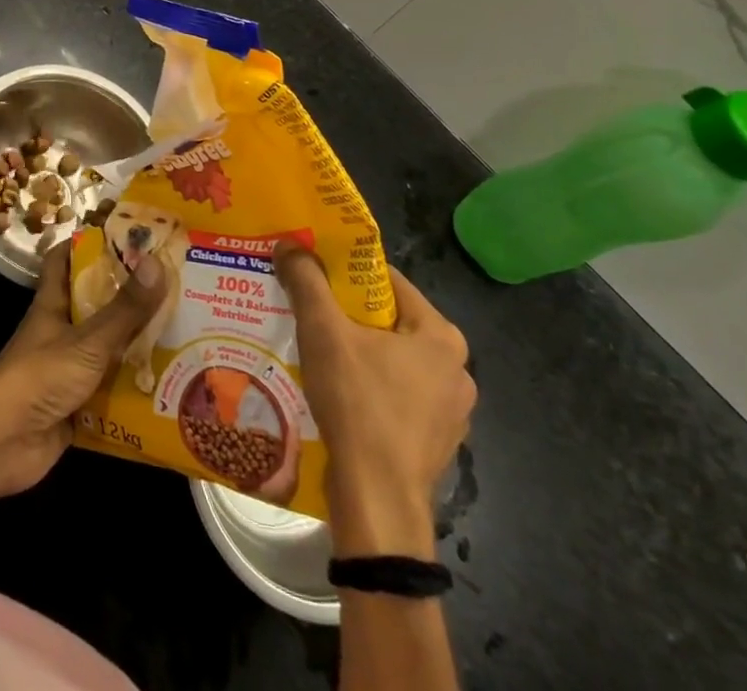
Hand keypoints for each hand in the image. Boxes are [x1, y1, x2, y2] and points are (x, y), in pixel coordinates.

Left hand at [0, 241, 166, 500]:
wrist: (3, 443)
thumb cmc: (40, 376)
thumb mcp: (88, 340)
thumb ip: (124, 308)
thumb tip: (157, 261)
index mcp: (53, 303)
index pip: (64, 260)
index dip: (87, 244)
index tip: (125, 237)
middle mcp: (60, 331)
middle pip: (96, 306)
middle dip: (129, 299)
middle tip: (174, 290)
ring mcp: (68, 370)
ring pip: (107, 350)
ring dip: (137, 347)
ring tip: (183, 337)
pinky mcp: (77, 407)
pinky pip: (111, 393)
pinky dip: (134, 392)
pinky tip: (170, 390)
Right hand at [275, 246, 474, 556]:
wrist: (377, 502)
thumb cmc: (358, 404)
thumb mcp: (323, 331)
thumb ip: (307, 281)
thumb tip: (289, 243)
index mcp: (441, 336)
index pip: (389, 282)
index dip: (347, 272)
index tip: (314, 272)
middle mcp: (457, 371)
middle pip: (390, 322)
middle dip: (349, 315)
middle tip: (309, 310)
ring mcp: (450, 413)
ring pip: (393, 362)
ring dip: (359, 354)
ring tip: (317, 351)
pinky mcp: (435, 444)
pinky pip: (397, 399)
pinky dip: (370, 390)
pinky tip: (337, 395)